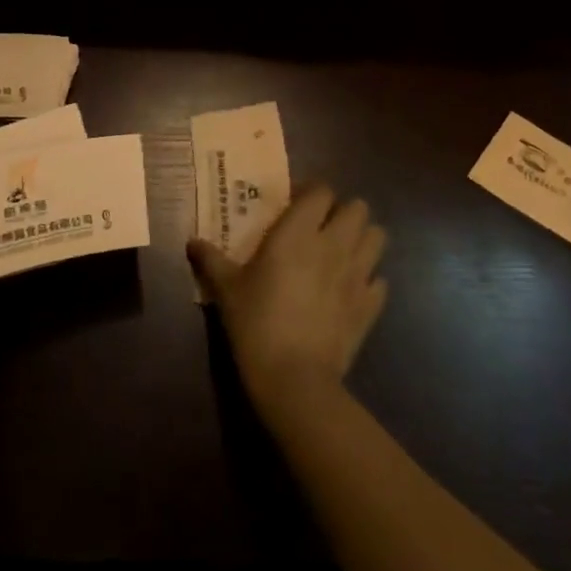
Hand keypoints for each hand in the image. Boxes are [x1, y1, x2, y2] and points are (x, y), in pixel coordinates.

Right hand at [188, 184, 386, 411]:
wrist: (294, 379)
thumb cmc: (256, 323)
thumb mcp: (226, 289)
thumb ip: (211, 260)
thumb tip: (191, 241)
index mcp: (299, 232)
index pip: (322, 191)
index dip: (312, 193)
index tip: (296, 204)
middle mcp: (334, 244)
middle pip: (358, 208)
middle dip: (343, 212)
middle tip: (321, 228)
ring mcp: (358, 274)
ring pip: (378, 237)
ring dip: (363, 239)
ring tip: (342, 252)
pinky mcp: (370, 305)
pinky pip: (379, 280)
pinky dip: (369, 280)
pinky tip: (350, 290)